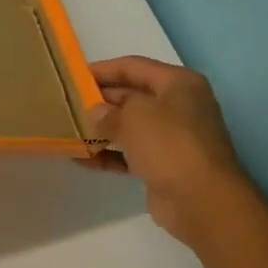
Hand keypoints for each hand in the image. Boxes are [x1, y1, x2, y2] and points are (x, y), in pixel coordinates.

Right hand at [83, 56, 248, 241]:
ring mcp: (172, 138)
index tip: (72, 76)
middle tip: (67, 104)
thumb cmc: (169, 145)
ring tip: (68, 129)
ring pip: (129, 126)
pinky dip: (108, 155)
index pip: (133, 67)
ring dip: (101, 129)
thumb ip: (108, 110)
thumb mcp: (134, 117)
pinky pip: (129, 153)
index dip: (102, 69)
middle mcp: (178, 106)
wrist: (201, 200)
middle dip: (100, 100)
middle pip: (131, 96)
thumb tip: (95, 112)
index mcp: (178, 84)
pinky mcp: (164, 165)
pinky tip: (81, 158)